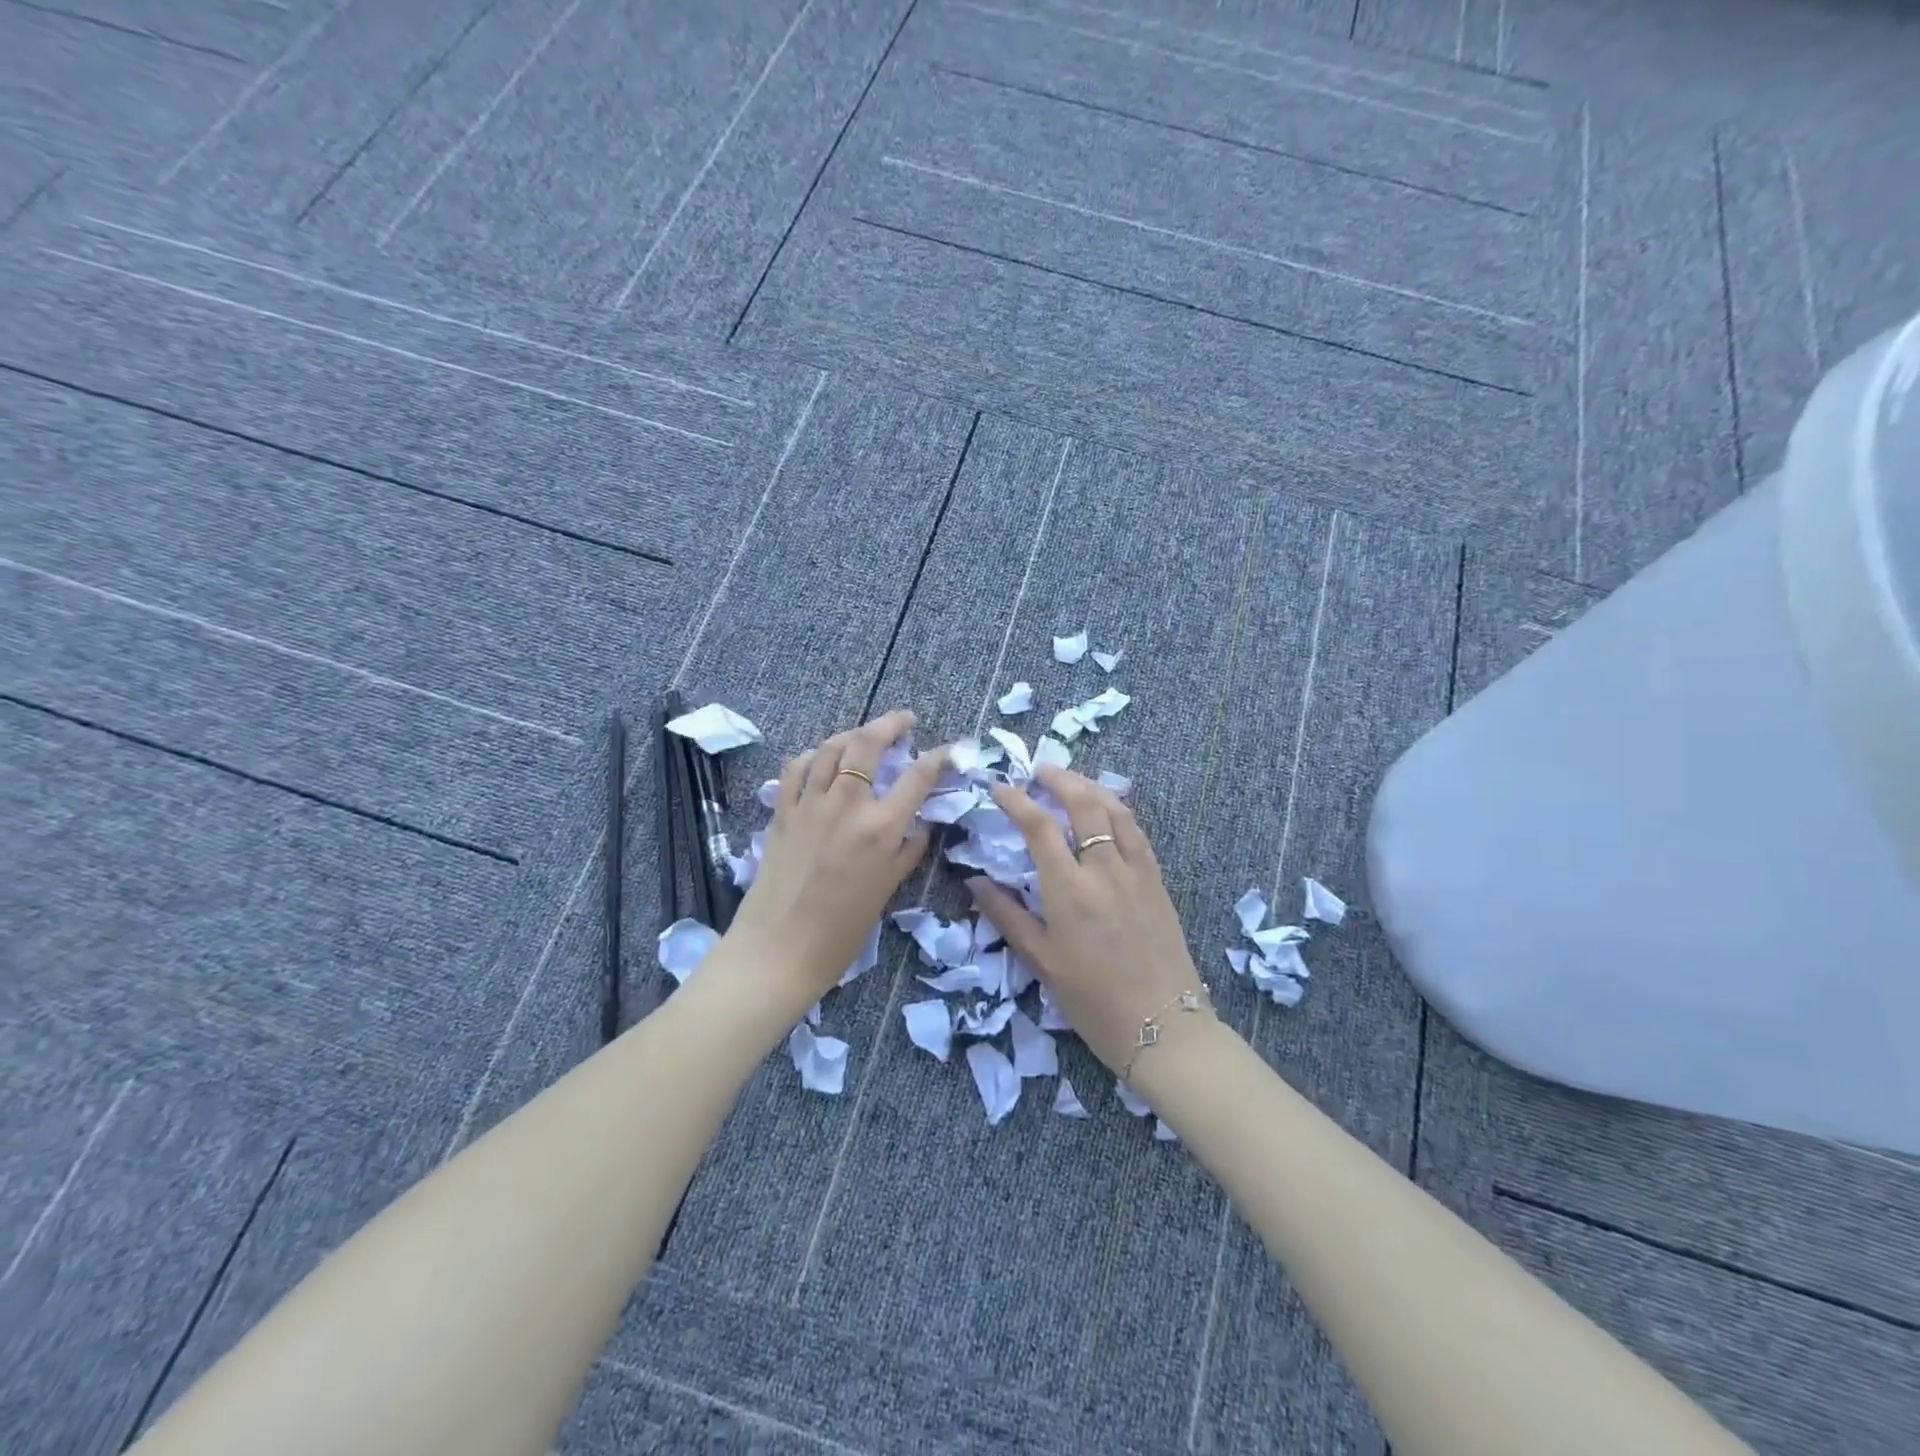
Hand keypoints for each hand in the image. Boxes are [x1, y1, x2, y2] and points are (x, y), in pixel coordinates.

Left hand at [728, 709, 947, 1000]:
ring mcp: (810, 804)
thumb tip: (919, 825)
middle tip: (905, 721)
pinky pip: (797, 768)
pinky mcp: (782, 812)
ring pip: (831, 748)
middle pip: (868, 743)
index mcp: (881, 828)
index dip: (938, 757)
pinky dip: (813, 756)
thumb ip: (907, 851)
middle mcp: (846, 805)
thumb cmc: (841, 931)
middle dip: (891, 723)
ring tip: (865, 736)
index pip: (918, 777)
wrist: (779, 950)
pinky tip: (821, 759)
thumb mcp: (887, 890)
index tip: (950, 749)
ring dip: (852, 734)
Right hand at [966, 767, 1210, 1074]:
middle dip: (1059, 779)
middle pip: (1083, 804)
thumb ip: (1007, 916)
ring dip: (1091, 787)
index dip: (1017, 801)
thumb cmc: (1093, 1001)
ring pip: (1115, 810)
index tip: (1000, 788)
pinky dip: (1118, 810)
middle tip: (1040, 771)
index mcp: (1069, 891)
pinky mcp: (1158, 880)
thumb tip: (975, 882)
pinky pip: (1138, 832)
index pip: (1039, 827)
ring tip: (1072, 782)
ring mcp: (1136, 871)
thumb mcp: (1042, 962)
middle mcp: (1104, 870)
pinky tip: (1108, 810)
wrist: (1163, 1027)